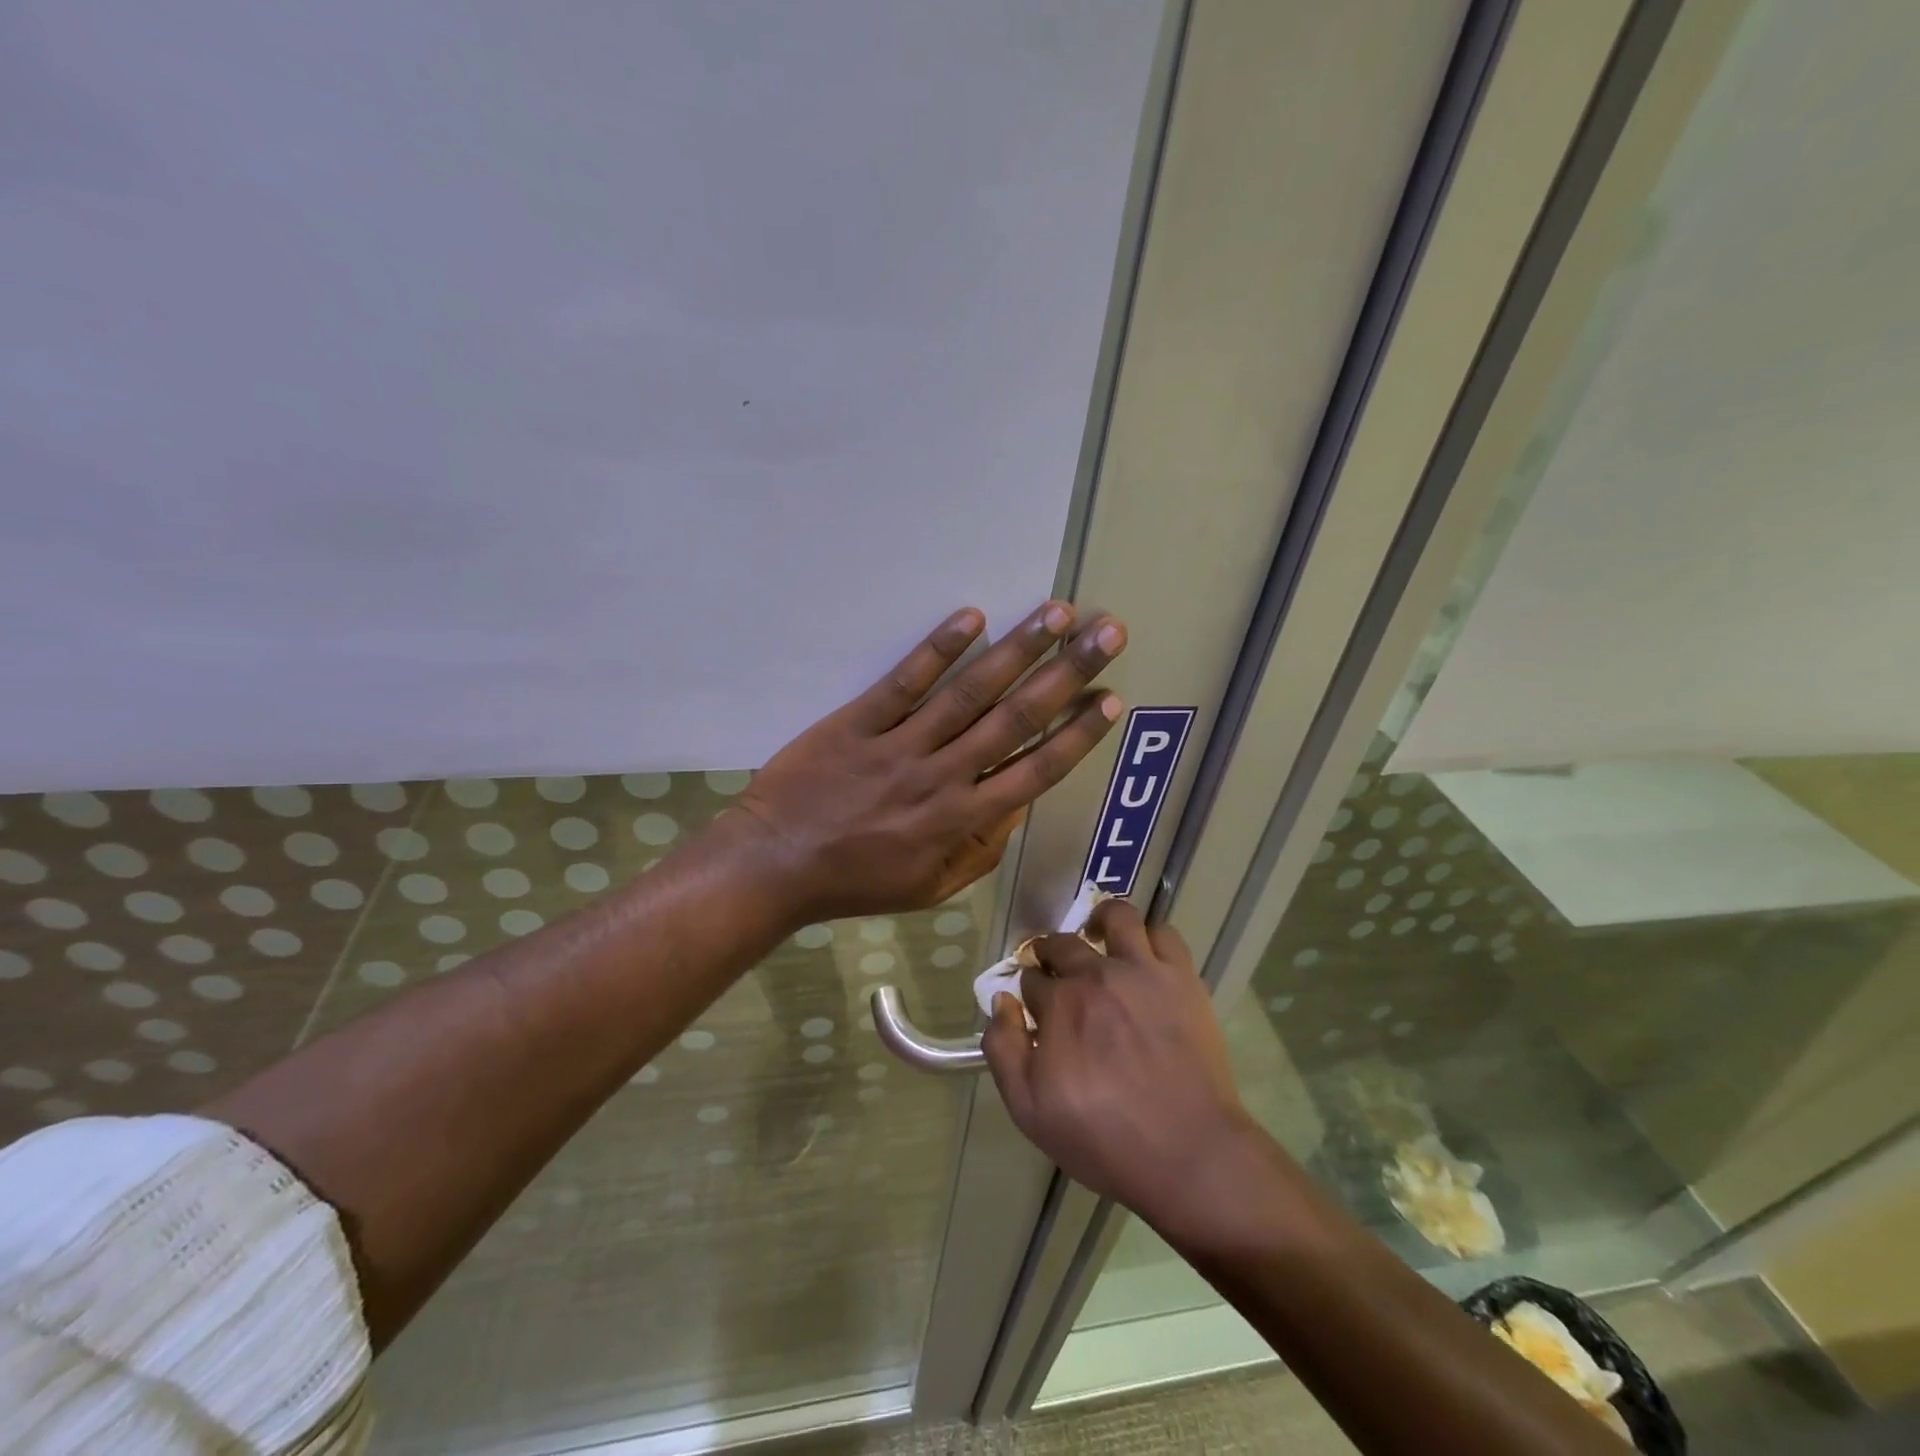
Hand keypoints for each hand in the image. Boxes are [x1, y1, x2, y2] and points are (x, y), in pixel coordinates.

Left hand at [730, 601, 1125, 924]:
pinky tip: (971, 617)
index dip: (1078, 733)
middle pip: (1016, 718)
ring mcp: (900, 745)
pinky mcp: (858, 722)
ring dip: (1017, 650)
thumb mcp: (931, 888)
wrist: (775, 865)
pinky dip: (938, 649)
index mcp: (962, 819)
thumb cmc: (857, 881)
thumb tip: (1017, 805)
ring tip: (1055, 613)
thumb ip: (980, 849)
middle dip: (1067, 673)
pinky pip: (904, 682)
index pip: (1036, 770)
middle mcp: (943, 775)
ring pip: (969, 692)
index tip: (1109, 698)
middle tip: (1106, 633)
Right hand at [983, 899, 1254, 1231]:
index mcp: (1058, 1004)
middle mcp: (1096, 975)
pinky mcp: (1181, 977)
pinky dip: (1149, 937)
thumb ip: (1003, 1049)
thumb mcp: (1029, 1109)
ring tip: (1099, 940)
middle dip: (1051, 954)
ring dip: (1100, 923)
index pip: (1031, 979)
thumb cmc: (1103, 1138)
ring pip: (1116, 917)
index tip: (1034, 1008)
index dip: (1028, 991)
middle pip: (1063, 944)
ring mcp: (1142, 971)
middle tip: (1057, 975)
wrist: (1187, 1153)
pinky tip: (1144, 956)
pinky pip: (1164, 933)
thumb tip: (1002, 1001)